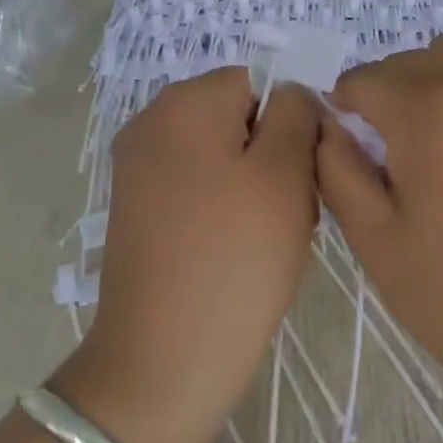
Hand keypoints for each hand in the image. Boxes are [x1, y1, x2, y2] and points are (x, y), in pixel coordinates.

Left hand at [53, 68, 319, 442]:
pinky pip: (197, 186)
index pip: (259, 82)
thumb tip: (291, 93)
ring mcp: (138, 168)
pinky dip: (225, 208)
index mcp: (184, 102)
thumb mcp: (285, 173)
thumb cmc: (236, 258)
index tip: (304, 174)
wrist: (166, 360)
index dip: (292, 122)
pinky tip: (238, 251)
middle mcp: (151, 122)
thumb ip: (296, 113)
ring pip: (222, 155)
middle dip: (273, 155)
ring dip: (254, 185)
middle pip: (237, 117)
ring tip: (268, 237)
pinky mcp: (137, 209)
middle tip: (292, 210)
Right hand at [316, 13, 442, 420]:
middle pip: (408, 63)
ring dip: (436, 77)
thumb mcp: (371, 237)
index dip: (345, 109)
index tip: (349, 143)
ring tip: (440, 130)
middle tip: (393, 155)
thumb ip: (334, 165)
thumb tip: (326, 122)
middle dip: (387, 99)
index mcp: (425, 113)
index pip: (364, 81)